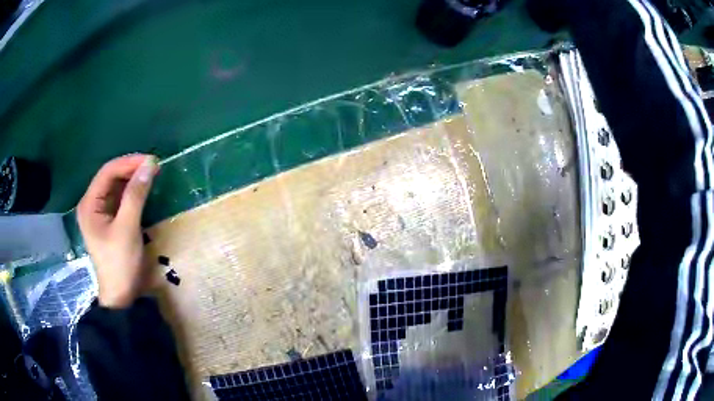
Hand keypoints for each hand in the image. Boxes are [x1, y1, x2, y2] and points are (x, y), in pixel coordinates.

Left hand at [77, 154, 159, 308]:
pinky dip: (131, 192)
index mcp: (89, 204)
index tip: (151, 161)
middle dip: (130, 170)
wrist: (121, 295)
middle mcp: (91, 204)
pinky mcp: (108, 221)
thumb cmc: (120, 263)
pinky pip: (118, 199)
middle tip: (153, 167)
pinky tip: (142, 190)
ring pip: (115, 187)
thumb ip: (136, 195)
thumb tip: (149, 165)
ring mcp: (99, 213)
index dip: (128, 163)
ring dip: (132, 180)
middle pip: (110, 177)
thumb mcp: (128, 227)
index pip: (107, 172)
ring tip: (151, 175)